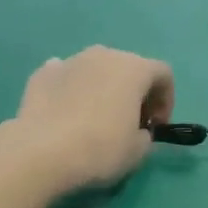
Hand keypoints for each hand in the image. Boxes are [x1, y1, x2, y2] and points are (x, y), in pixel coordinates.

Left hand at [10, 47, 173, 191]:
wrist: (41, 152)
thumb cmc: (100, 149)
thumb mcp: (138, 152)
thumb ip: (145, 135)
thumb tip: (136, 130)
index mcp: (133, 68)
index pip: (162, 74)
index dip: (166, 100)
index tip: (156, 127)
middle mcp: (102, 55)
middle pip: (128, 68)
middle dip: (134, 93)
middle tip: (128, 123)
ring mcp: (69, 61)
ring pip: (95, 70)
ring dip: (102, 89)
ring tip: (95, 119)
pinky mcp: (41, 74)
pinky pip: (66, 78)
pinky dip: (72, 91)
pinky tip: (66, 115)